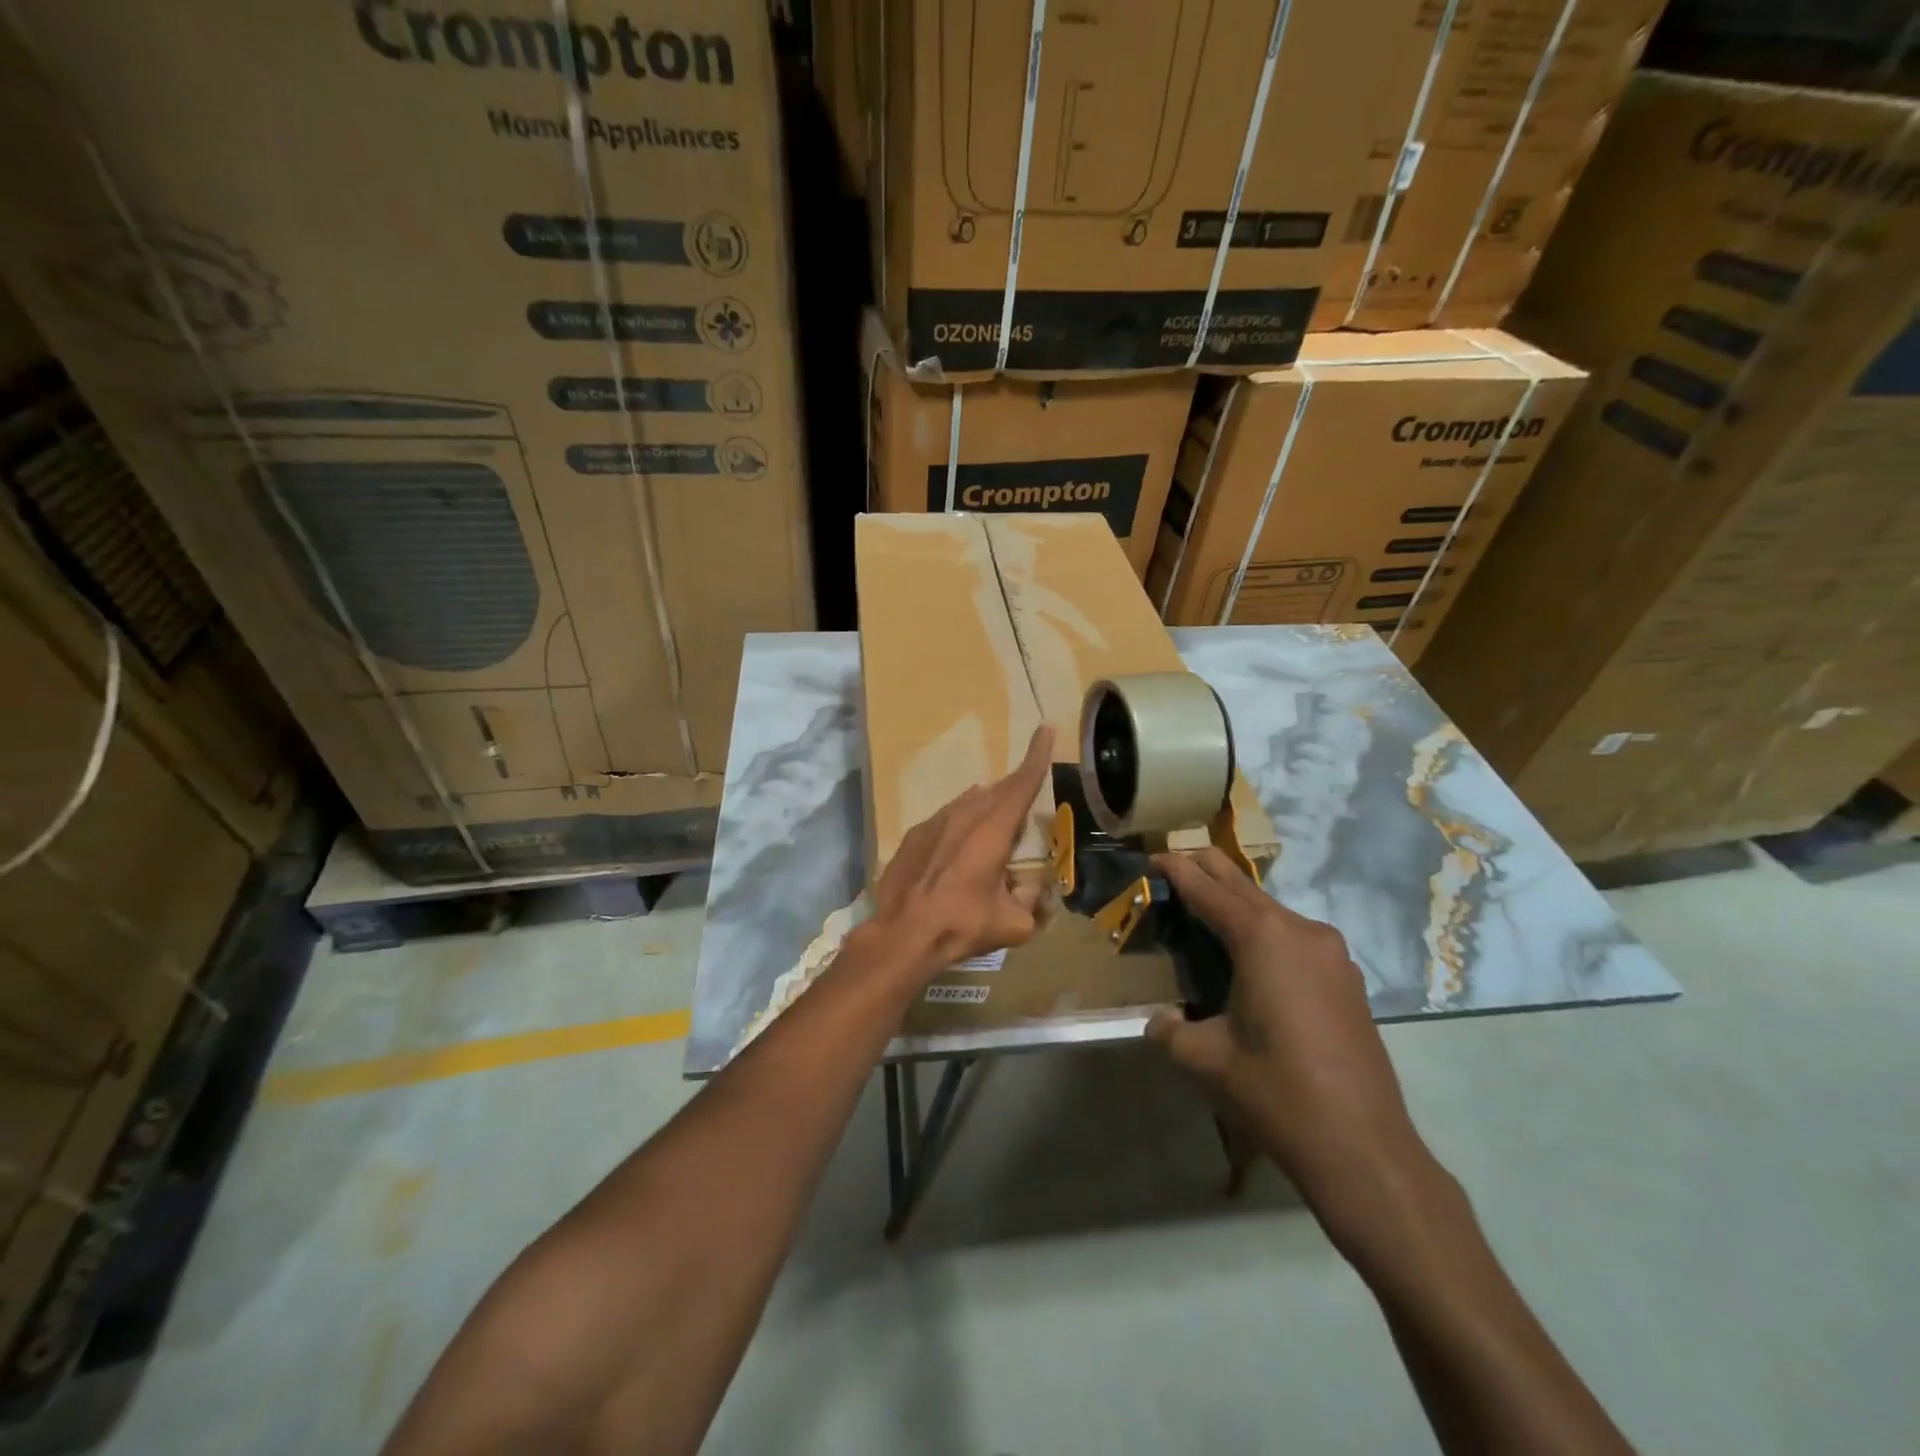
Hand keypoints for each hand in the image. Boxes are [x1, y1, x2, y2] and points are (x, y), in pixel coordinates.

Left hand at [861, 725, 1054, 979]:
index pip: (1023, 783)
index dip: (1038, 755)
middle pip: (998, 790)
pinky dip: (961, 823)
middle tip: (1029, 790)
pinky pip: (946, 817)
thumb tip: (1034, 892)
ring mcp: (935, 822)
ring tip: (996, 824)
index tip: (1046, 727)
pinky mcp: (914, 835)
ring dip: (988, 806)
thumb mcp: (1012, 924)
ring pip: (970, 802)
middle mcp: (965, 815)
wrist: (901, 934)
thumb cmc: (961, 925)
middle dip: (1016, 787)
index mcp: (993, 829)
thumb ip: (1031, 903)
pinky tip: (959, 845)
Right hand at [1145, 849, 1427, 1212]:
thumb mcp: (1205, 1059)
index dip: (1179, 871)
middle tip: (1177, 861)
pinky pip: (1297, 938)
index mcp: (1263, 939)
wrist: (1364, 1148)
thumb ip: (1170, 1031)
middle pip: (1245, 887)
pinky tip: (1253, 955)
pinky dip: (1266, 931)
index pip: (1210, 891)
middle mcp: (1301, 932)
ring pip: (1274, 911)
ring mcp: (1332, 954)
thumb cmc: (1275, 1092)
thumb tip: (1158, 1023)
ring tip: (1208, 908)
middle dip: (1209, 870)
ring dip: (1239, 903)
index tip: (1155, 856)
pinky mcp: (1348, 979)